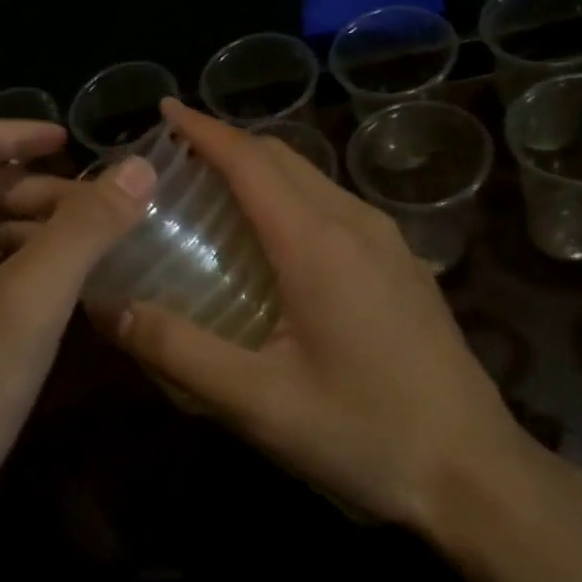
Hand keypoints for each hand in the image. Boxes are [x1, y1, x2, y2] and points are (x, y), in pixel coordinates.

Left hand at [0, 119, 153, 543]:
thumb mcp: (28, 304)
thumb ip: (84, 230)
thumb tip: (139, 168)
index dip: (19, 132)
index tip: (74, 142)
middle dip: (36, 189)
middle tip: (99, 208)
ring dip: (30, 228)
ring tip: (89, 246)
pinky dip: (14, 265)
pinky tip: (55, 288)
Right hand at [104, 99, 543, 534]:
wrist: (474, 473)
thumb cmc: (363, 434)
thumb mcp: (258, 403)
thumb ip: (177, 351)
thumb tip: (106, 307)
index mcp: (317, 243)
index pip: (250, 161)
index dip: (203, 130)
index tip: (164, 109)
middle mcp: (356, 224)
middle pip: (283, 158)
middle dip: (228, 144)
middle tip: (175, 158)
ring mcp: (388, 242)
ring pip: (313, 178)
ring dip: (261, 169)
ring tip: (214, 191)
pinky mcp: (403, 264)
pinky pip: (335, 205)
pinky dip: (291, 196)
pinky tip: (273, 240)